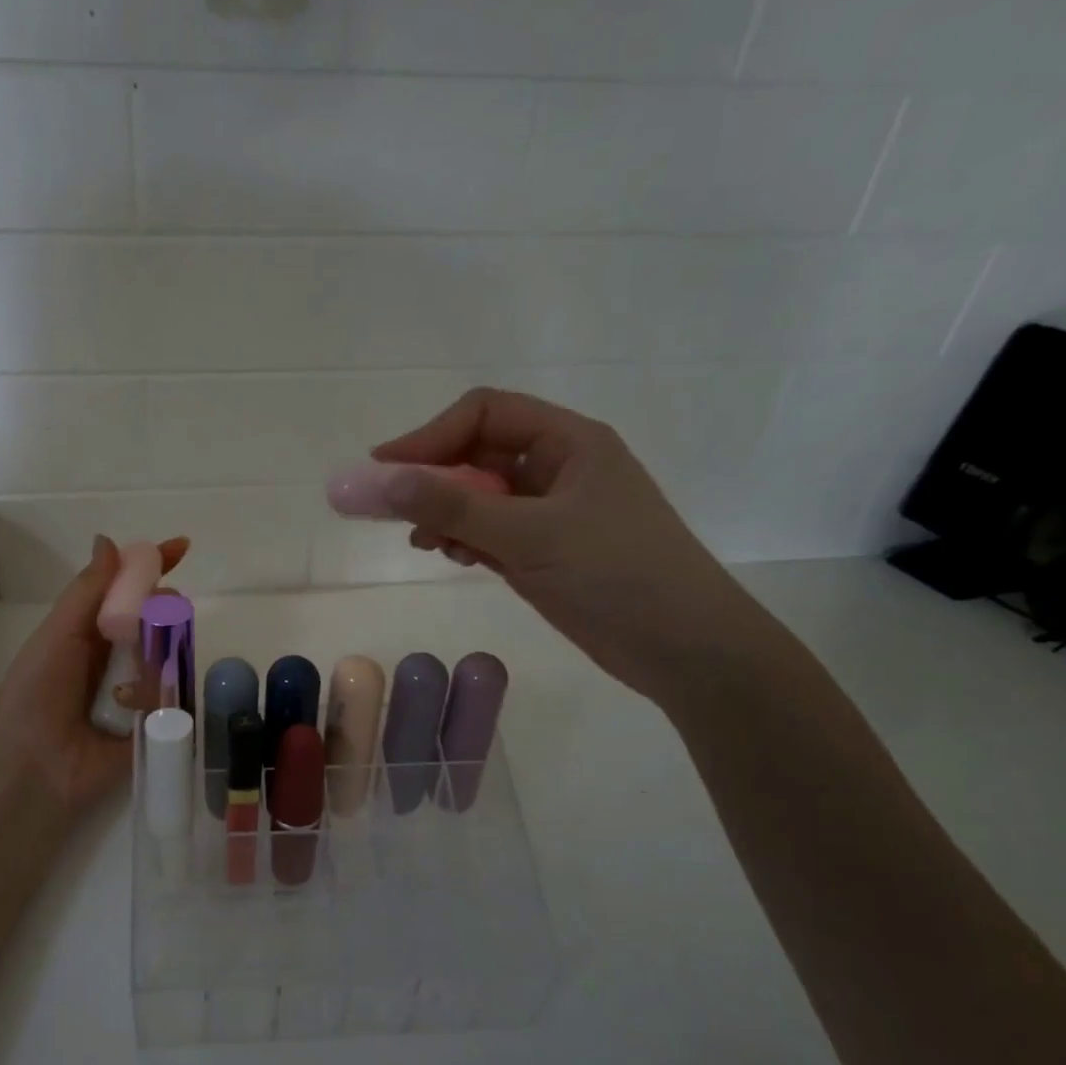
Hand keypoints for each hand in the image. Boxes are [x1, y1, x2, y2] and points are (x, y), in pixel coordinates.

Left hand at [0, 534, 187, 819]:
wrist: (33, 768)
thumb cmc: (36, 694)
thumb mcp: (57, 634)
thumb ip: (87, 591)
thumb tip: (109, 540)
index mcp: (90, 633)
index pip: (128, 591)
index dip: (152, 567)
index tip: (182, 546)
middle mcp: (117, 658)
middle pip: (156, 620)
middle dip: (167, 609)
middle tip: (167, 610)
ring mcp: (139, 691)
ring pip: (170, 656)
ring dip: (165, 653)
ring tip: (143, 669)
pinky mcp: (156, 724)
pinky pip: (176, 698)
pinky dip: (166, 694)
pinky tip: (146, 702)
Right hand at [373, 388, 779, 703]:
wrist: (685, 649)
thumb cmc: (618, 575)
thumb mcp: (531, 536)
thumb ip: (454, 508)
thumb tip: (381, 480)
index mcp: (568, 441)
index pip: (484, 414)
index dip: (430, 436)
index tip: (384, 468)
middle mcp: (557, 467)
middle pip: (476, 454)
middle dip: (431, 478)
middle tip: (386, 508)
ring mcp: (550, 511)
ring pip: (478, 496)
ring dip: (443, 512)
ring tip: (423, 542)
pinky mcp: (543, 550)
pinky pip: (489, 531)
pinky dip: (463, 538)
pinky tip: (452, 556)